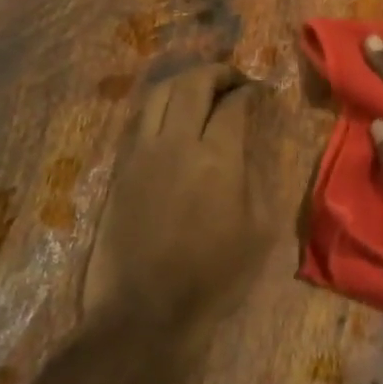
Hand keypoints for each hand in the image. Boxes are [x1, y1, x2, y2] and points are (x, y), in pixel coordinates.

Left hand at [83, 63, 270, 335]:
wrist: (146, 311)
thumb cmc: (214, 277)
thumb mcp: (258, 231)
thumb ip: (255, 178)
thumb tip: (247, 148)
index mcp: (217, 159)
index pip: (234, 104)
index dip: (251, 91)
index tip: (262, 93)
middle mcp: (176, 143)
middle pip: (192, 84)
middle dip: (217, 73)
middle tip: (234, 80)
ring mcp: (142, 153)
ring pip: (159, 94)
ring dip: (185, 82)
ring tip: (202, 90)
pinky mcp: (121, 169)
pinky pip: (140, 120)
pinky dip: (161, 106)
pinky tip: (174, 118)